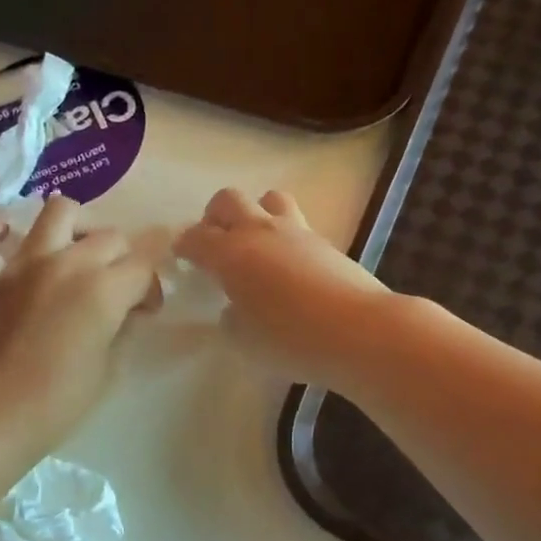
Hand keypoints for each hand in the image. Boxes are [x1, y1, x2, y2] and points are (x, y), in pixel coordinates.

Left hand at [0, 197, 158, 453]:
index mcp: (103, 290)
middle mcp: (66, 264)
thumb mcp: (110, 367)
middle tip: (117, 291)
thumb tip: (124, 309)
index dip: (152, 286)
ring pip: (57, 212)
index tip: (145, 309)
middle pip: (109, 237)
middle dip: (123, 260)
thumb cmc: (60, 402)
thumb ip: (122, 327)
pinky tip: (4, 235)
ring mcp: (22, 265)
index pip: (144, 265)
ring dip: (75, 225)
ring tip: (76, 248)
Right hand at [175, 189, 390, 388]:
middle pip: (228, 200)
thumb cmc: (290, 339)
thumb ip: (231, 319)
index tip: (181, 255)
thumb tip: (235, 308)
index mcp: (230, 254)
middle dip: (215, 216)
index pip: (196, 237)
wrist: (359, 330)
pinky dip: (284, 236)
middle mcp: (259, 232)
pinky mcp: (325, 242)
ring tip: (256, 243)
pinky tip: (288, 265)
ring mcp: (296, 232)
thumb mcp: (244, 341)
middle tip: (215, 242)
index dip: (184, 244)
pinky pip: (296, 224)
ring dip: (256, 213)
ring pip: (268, 199)